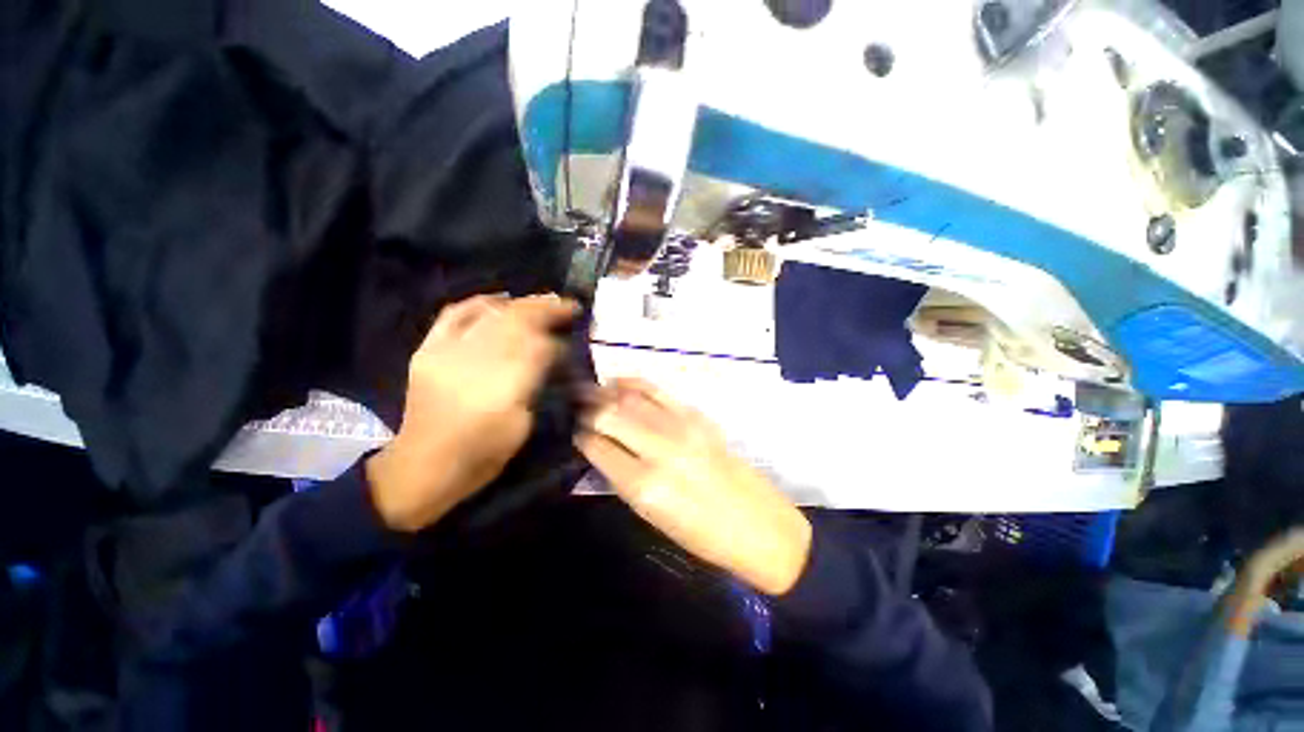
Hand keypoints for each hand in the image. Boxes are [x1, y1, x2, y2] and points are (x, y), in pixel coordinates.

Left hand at [367, 294, 576, 531]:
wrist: (425, 465)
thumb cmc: (484, 452)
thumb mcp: (523, 423)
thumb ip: (537, 384)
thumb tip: (553, 354)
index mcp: (503, 388)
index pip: (539, 347)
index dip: (560, 338)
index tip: (575, 334)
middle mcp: (474, 362)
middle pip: (516, 322)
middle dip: (547, 309)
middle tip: (568, 305)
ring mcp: (446, 352)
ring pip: (491, 314)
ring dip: (522, 304)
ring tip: (543, 301)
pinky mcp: (427, 350)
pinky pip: (454, 314)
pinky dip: (480, 302)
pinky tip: (500, 300)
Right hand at [577, 379, 811, 595]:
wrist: (759, 524)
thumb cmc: (702, 535)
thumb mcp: (652, 517)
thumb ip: (623, 479)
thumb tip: (601, 448)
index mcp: (644, 485)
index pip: (598, 448)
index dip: (580, 435)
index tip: (572, 429)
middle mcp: (659, 450)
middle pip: (610, 416)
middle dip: (587, 408)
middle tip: (573, 402)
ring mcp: (681, 428)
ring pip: (631, 399)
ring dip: (605, 391)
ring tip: (590, 388)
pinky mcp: (697, 417)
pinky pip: (659, 391)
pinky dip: (635, 383)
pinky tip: (620, 381)